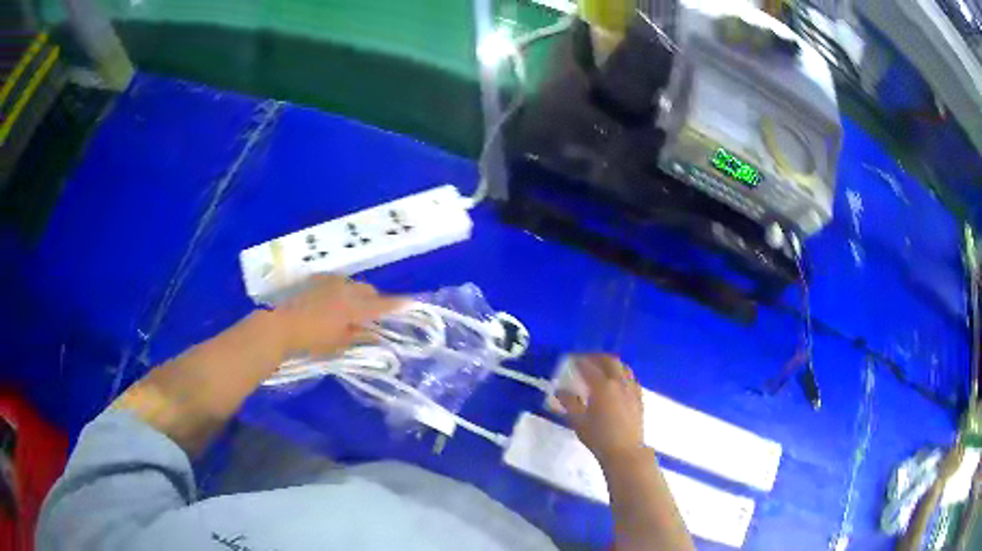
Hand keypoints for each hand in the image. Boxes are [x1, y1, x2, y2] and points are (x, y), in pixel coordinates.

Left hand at [271, 275, 403, 358]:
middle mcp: (346, 289)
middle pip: (369, 291)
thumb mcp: (339, 342)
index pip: (381, 305)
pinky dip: (342, 289)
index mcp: (354, 307)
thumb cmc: (312, 339)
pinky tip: (333, 300)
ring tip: (350, 308)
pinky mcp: (318, 279)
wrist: (282, 325)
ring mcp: (331, 282)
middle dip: (374, 300)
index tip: (411, 303)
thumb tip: (377, 335)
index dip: (397, 304)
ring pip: (353, 284)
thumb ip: (359, 336)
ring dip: (358, 294)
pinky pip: (338, 281)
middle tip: (372, 316)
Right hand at [557, 354, 645, 464]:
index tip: (570, 359)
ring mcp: (631, 389)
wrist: (625, 451)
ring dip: (611, 363)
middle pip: (609, 361)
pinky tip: (617, 382)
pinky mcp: (639, 397)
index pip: (589, 367)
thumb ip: (569, 403)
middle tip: (585, 359)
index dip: (578, 361)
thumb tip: (559, 391)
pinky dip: (622, 374)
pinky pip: (631, 378)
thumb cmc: (599, 437)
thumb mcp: (578, 421)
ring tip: (601, 367)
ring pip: (623, 367)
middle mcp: (619, 383)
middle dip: (596, 357)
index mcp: (603, 386)